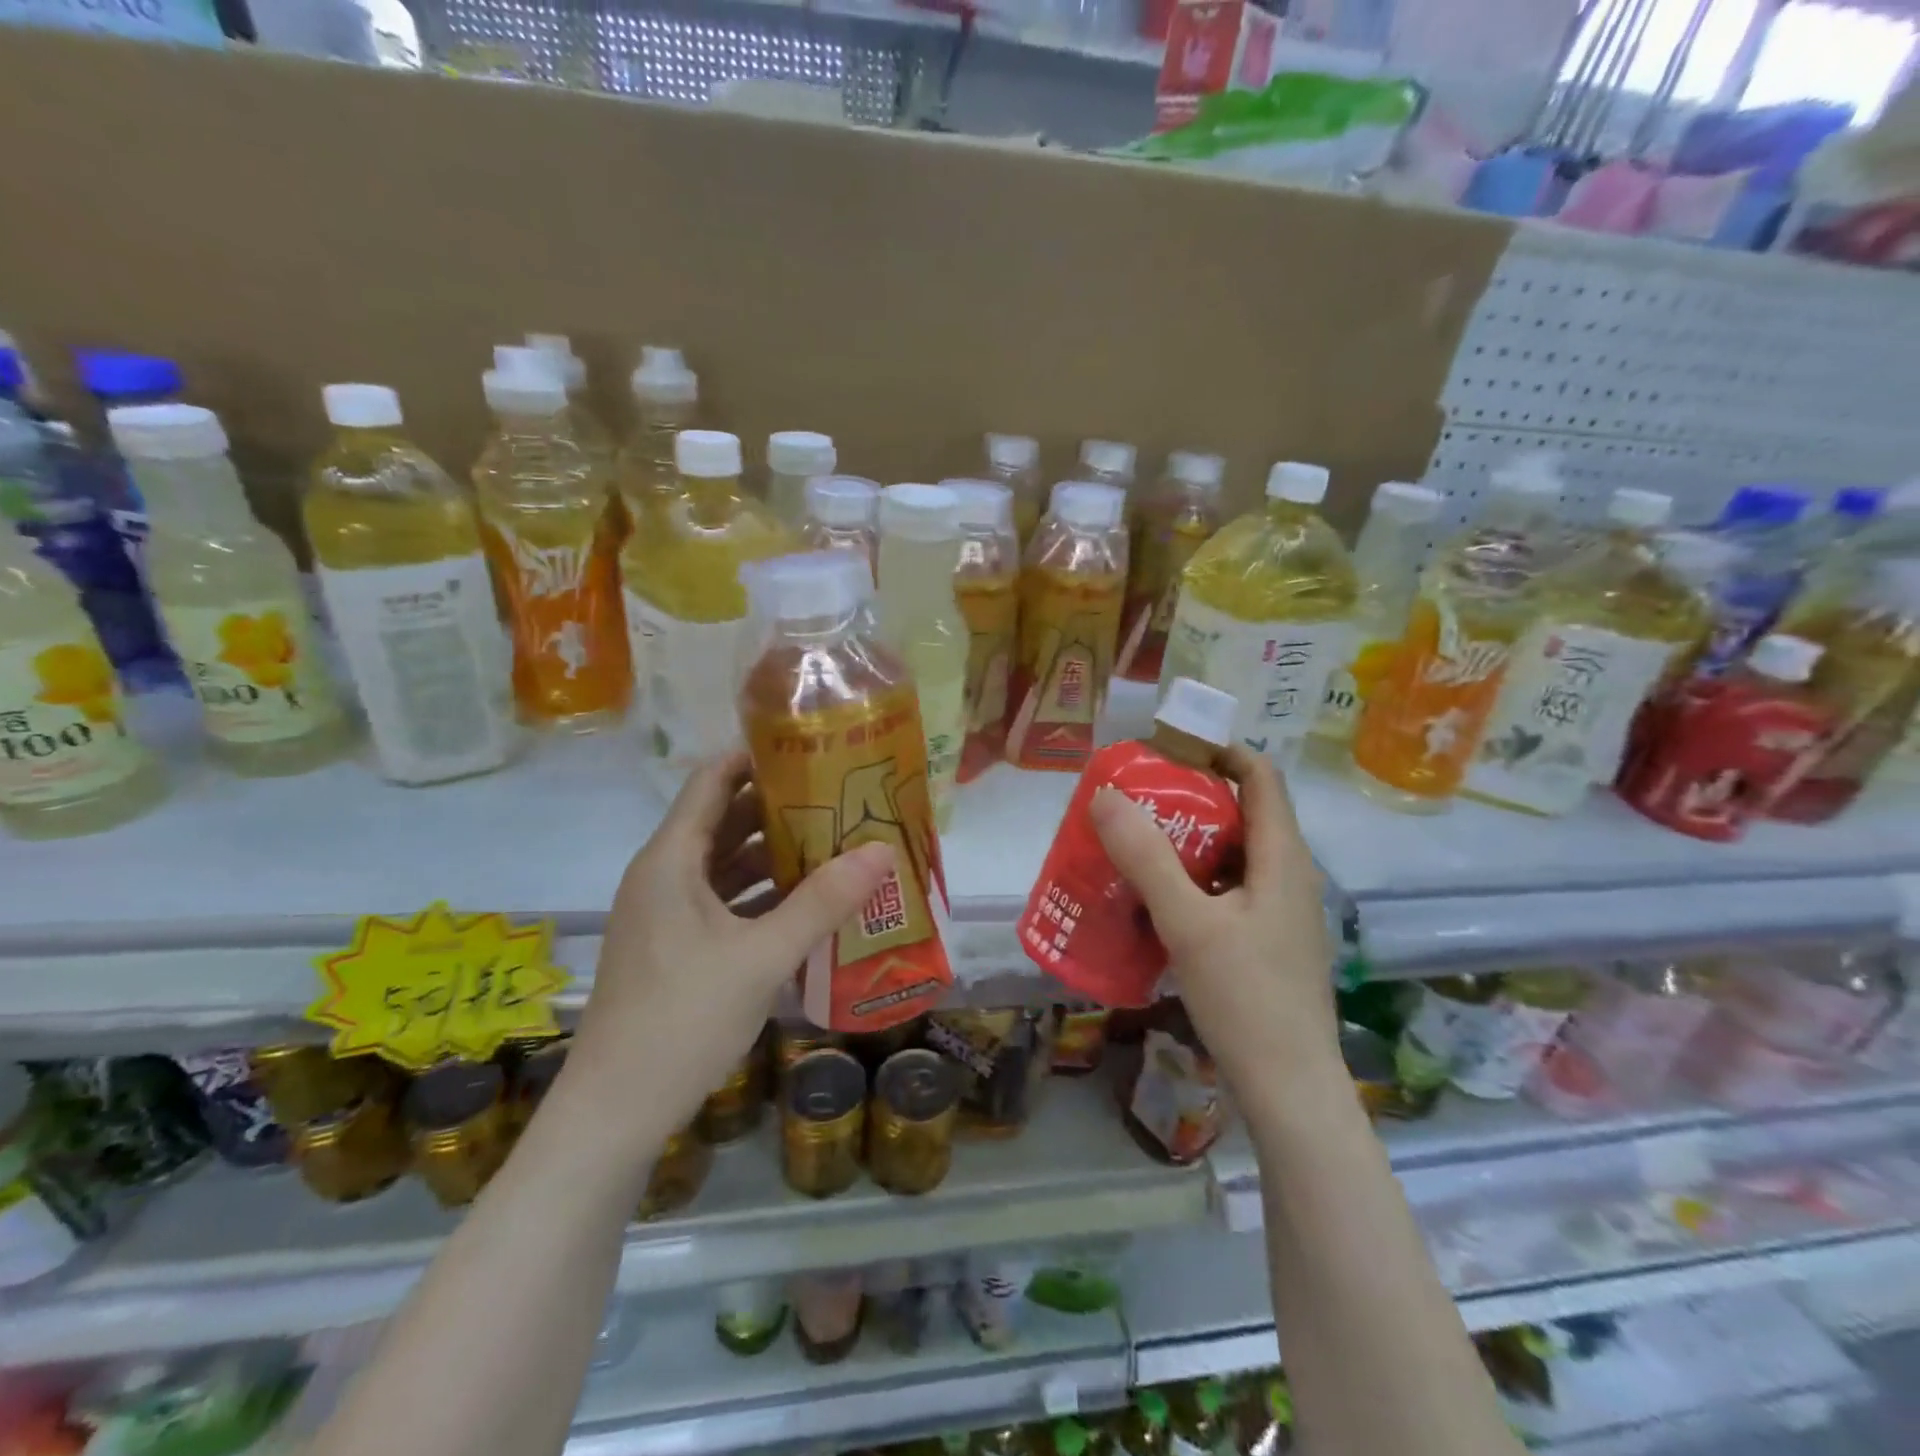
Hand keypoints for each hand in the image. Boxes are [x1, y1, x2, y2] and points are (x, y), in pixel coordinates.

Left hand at [567, 752, 895, 1132]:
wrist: (614, 1111)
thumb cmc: (682, 1019)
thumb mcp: (762, 957)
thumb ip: (823, 902)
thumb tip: (882, 850)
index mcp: (671, 859)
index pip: (713, 780)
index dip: (758, 758)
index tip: (813, 750)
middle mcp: (665, 875)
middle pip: (724, 820)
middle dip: (781, 807)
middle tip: (841, 798)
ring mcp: (668, 913)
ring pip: (726, 864)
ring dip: (776, 854)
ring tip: (836, 844)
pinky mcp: (676, 946)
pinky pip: (725, 901)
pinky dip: (763, 894)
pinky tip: (807, 903)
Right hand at [1088, 745, 1339, 1089]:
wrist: (1289, 1089)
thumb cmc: (1246, 999)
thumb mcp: (1188, 924)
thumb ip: (1147, 859)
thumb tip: (1105, 797)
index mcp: (1283, 857)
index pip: (1260, 775)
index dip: (1218, 751)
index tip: (1166, 750)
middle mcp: (1289, 875)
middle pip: (1243, 811)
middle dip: (1190, 797)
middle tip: (1135, 798)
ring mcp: (1280, 911)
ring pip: (1233, 854)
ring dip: (1188, 840)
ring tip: (1135, 843)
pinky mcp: (1267, 940)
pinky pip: (1228, 889)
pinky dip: (1194, 879)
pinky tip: (1156, 899)